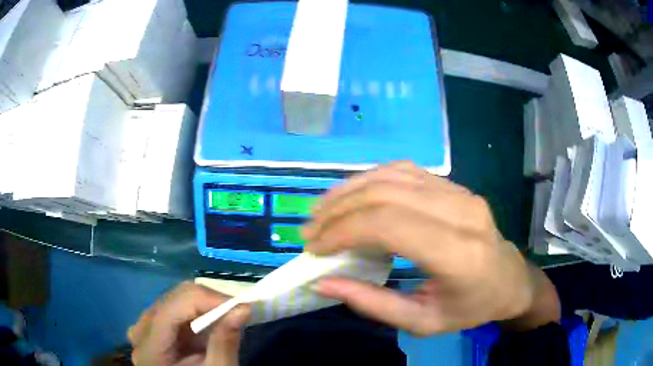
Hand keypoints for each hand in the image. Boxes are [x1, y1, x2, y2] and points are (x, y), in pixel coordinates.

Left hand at [128, 282, 250, 365]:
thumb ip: (225, 342)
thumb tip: (243, 308)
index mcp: (149, 348)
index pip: (173, 307)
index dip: (207, 299)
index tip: (241, 305)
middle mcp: (140, 331)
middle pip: (173, 299)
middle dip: (209, 300)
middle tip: (238, 308)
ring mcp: (144, 327)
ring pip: (174, 300)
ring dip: (204, 304)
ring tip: (228, 314)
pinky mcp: (152, 327)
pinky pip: (174, 309)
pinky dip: (196, 311)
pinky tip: (211, 320)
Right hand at [303, 162, 540, 334]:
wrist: (508, 280)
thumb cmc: (470, 308)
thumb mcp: (421, 322)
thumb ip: (372, 304)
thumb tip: (322, 283)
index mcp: (458, 254)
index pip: (389, 224)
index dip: (343, 230)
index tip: (315, 247)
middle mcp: (461, 213)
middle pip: (386, 194)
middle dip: (338, 210)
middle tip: (310, 230)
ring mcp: (460, 192)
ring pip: (392, 175)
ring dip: (349, 190)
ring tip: (322, 210)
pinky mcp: (454, 185)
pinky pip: (405, 171)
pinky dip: (370, 180)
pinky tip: (352, 196)